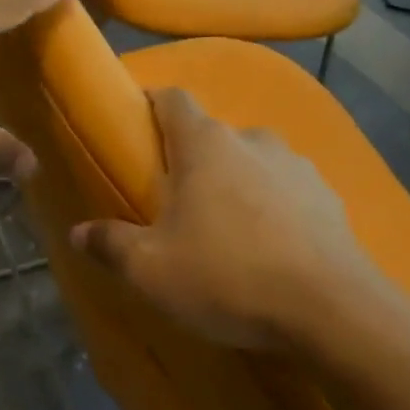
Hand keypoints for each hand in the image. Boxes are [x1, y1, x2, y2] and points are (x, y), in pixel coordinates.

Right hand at [70, 88, 394, 351]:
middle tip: (173, 200)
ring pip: (252, 162)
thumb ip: (109, 244)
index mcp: (205, 144)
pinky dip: (272, 207)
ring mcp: (298, 166)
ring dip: (234, 182)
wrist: (333, 311)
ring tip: (224, 228)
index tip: (136, 128)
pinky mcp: (330, 198)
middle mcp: (253, 140)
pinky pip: (287, 191)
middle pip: (212, 135)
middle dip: (190, 159)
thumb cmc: (228, 276)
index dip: (151, 105)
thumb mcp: (151, 270)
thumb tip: (77, 232)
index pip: (172, 98)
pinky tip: (269, 247)